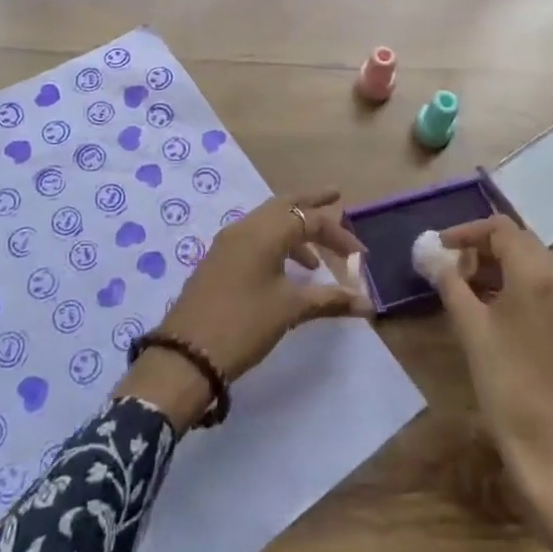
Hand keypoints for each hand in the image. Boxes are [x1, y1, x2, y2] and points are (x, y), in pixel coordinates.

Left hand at [117, 191, 370, 430]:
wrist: (187, 354)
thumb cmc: (244, 324)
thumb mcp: (289, 310)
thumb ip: (329, 299)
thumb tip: (365, 302)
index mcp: (264, 231)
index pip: (309, 219)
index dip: (339, 235)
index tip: (361, 256)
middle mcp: (245, 227)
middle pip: (284, 204)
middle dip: (311, 203)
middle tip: (335, 197)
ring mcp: (228, 242)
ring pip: (268, 221)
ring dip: (295, 230)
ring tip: (318, 259)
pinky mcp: (219, 260)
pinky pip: (255, 237)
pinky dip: (277, 243)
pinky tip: (288, 272)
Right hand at [430, 214, 552, 551]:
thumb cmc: (510, 388)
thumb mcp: (471, 331)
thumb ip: (450, 283)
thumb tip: (430, 254)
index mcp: (539, 274)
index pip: (502, 228)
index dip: (467, 231)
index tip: (439, 248)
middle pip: (520, 244)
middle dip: (482, 249)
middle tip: (449, 268)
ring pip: (534, 268)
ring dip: (499, 269)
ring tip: (463, 291)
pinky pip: (545, 292)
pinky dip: (516, 290)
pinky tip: (492, 315)